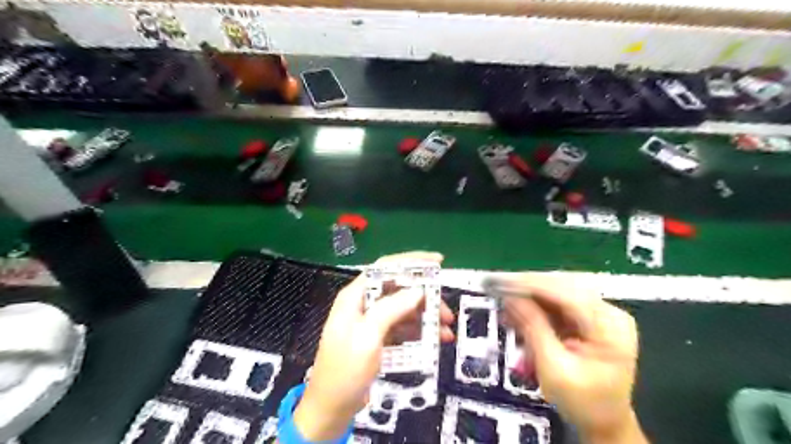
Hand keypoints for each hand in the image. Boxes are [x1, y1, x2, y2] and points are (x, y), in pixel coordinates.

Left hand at [294, 252, 453, 442]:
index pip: (384, 268)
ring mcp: (372, 321)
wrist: (331, 409)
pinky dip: (419, 331)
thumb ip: (391, 309)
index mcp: (355, 296)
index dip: (411, 262)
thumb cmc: (345, 371)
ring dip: (425, 317)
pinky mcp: (379, 337)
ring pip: (404, 309)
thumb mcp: (367, 337)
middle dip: (424, 297)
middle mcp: (364, 304)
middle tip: (445, 311)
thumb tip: (417, 289)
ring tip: (445, 331)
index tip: (437, 262)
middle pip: (398, 289)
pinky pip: (403, 327)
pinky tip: (434, 340)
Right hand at [493, 274, 647, 443]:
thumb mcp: (554, 368)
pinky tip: (517, 314)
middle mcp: (608, 312)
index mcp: (609, 326)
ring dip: (528, 298)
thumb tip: (509, 296)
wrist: (604, 423)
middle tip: (495, 289)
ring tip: (504, 305)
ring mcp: (599, 313)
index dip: (529, 284)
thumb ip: (533, 327)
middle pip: (561, 287)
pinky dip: (535, 308)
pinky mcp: (588, 318)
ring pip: (556, 292)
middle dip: (526, 289)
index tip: (498, 282)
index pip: (565, 293)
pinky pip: (557, 303)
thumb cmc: (582, 402)